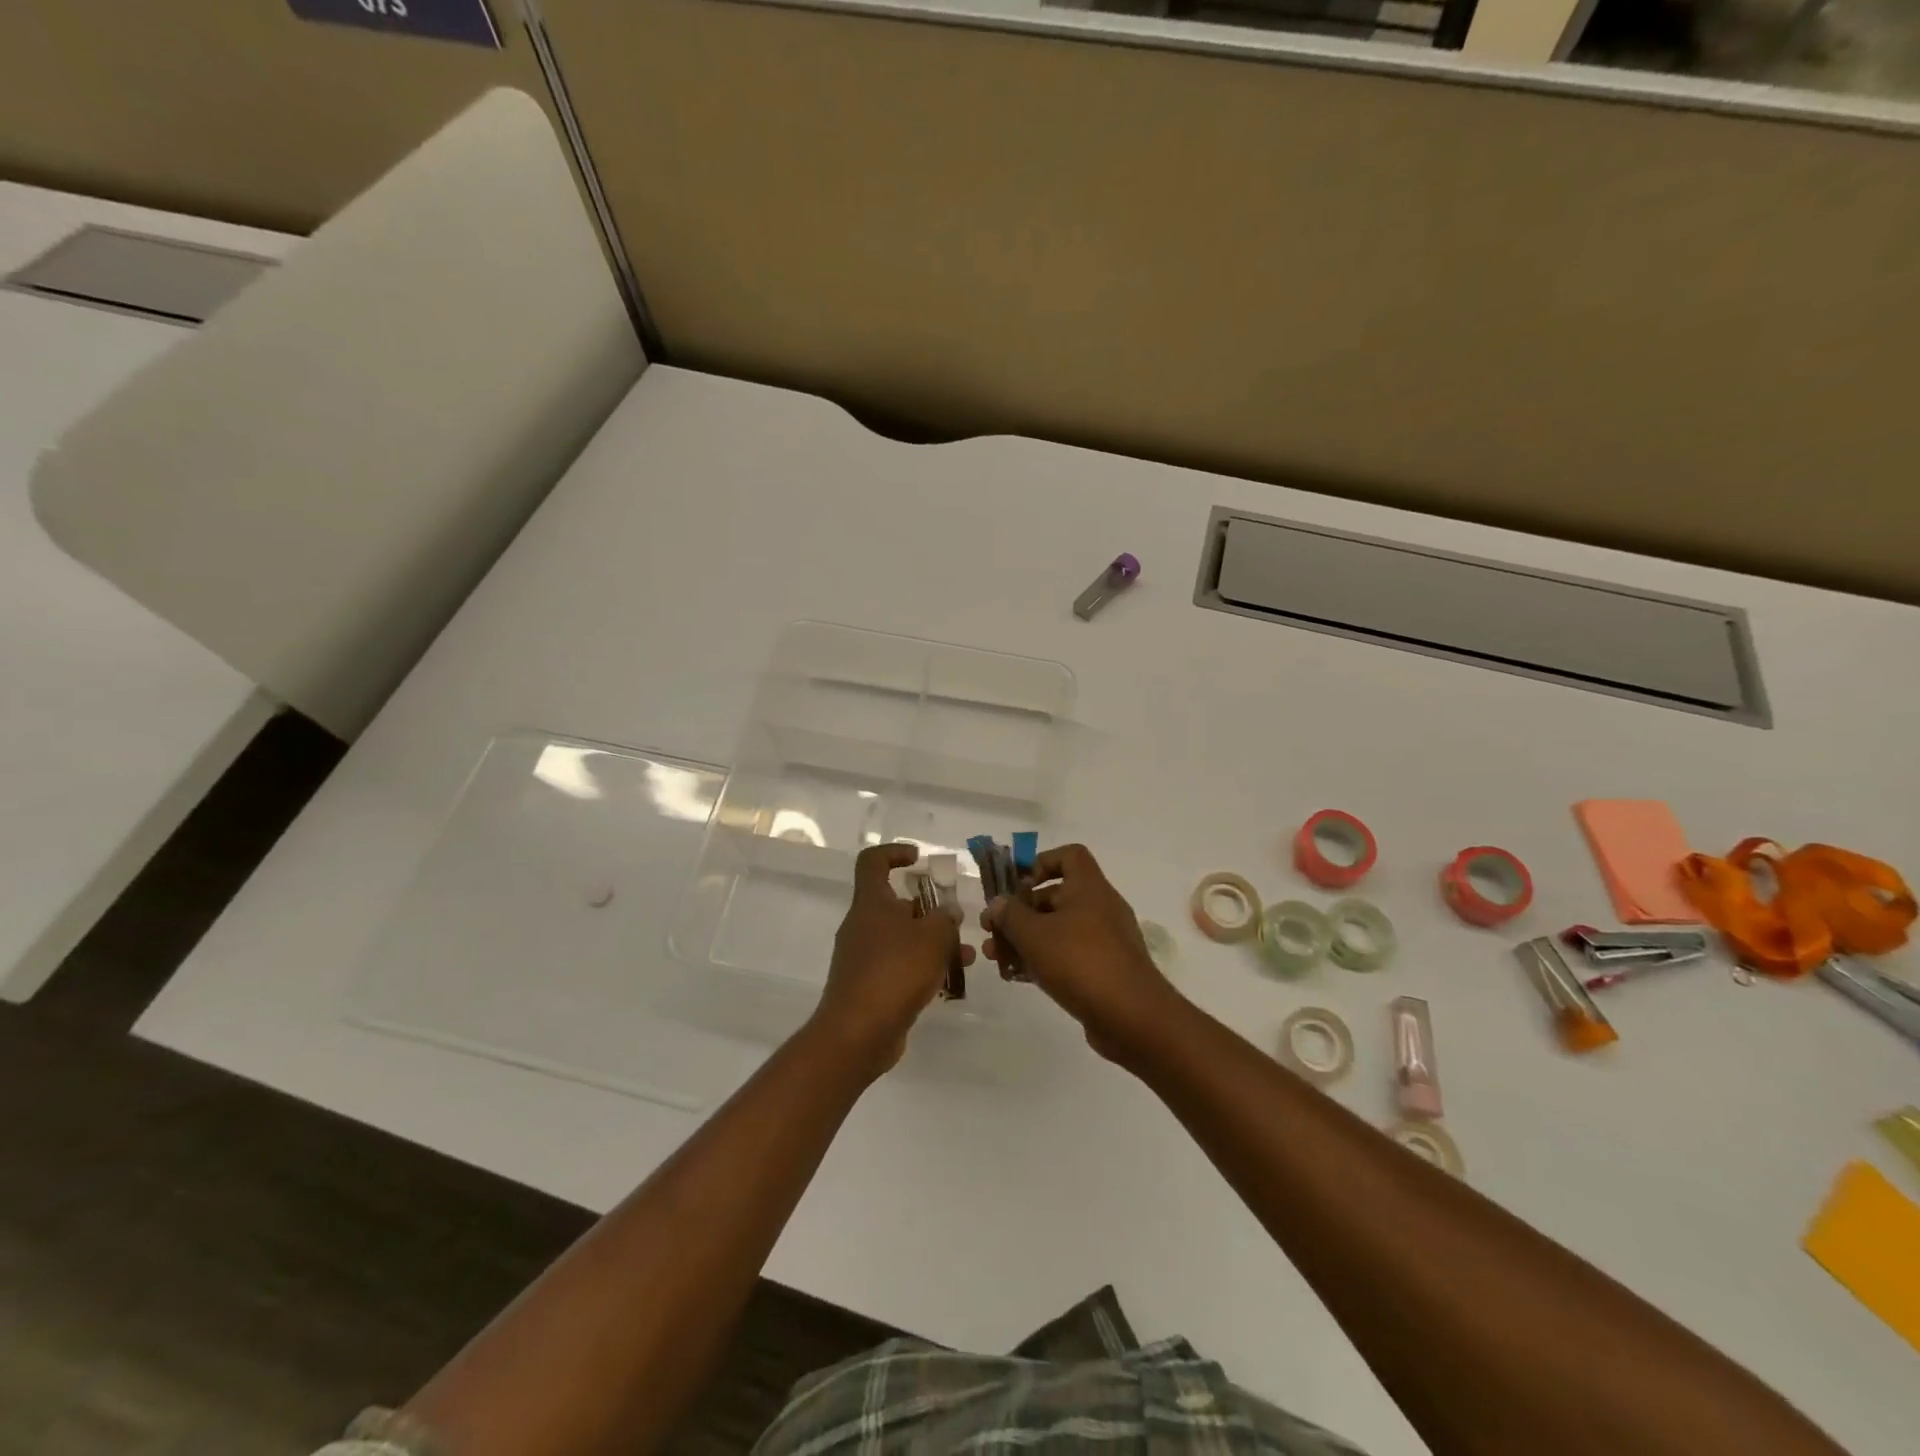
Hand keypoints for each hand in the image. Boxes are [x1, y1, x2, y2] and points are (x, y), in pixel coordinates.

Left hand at [812, 843, 973, 1078]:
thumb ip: (945, 918)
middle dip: (929, 910)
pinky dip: (922, 968)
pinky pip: (898, 967)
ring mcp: (862, 957)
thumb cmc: (895, 972)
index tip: (919, 860)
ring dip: (932, 943)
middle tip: (956, 921)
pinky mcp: (868, 986)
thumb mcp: (932, 937)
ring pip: (902, 938)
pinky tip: (949, 983)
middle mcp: (862, 925)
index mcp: (870, 903)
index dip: (894, 853)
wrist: (858, 1033)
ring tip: (965, 957)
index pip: (872, 861)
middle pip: (895, 904)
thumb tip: (947, 912)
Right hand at [981, 843, 1185, 1064]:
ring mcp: (1105, 940)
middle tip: (992, 931)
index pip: (1069, 855)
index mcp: (1089, 887)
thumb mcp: (1034, 935)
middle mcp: (1100, 907)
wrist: (1132, 1017)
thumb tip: (998, 903)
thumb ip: (1010, 915)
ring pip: (1058, 929)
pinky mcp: (1104, 970)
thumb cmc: (1080, 962)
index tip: (1018, 886)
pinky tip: (1017, 977)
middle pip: (1056, 896)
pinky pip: (1068, 955)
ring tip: (996, 958)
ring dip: (1025, 939)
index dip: (1041, 863)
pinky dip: (1043, 961)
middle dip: (1020, 912)